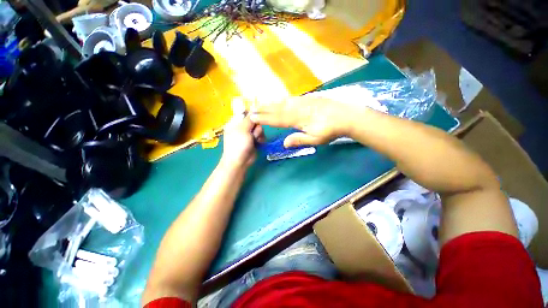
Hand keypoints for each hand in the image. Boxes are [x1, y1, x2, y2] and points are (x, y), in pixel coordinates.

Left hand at [221, 114, 264, 168]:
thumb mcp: (243, 129)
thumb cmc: (238, 144)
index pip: (245, 113)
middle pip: (255, 120)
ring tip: (256, 140)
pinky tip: (259, 143)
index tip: (259, 116)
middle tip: (253, 133)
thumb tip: (254, 107)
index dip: (253, 114)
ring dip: (259, 134)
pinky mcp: (254, 140)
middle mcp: (242, 127)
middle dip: (256, 127)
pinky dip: (261, 139)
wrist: (240, 162)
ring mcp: (248, 134)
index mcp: (235, 122)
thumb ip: (249, 119)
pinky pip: (261, 135)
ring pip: (259, 128)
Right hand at [250, 97, 350, 147]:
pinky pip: (291, 99)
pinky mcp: (308, 98)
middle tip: (252, 108)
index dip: (265, 118)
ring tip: (261, 103)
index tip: (253, 117)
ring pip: (283, 102)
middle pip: (277, 108)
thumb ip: (299, 140)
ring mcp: (303, 101)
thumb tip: (284, 143)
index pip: (277, 119)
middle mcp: (298, 108)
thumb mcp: (316, 139)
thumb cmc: (331, 130)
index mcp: (298, 119)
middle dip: (264, 109)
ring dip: (271, 103)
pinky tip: (279, 100)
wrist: (347, 116)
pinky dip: (282, 100)